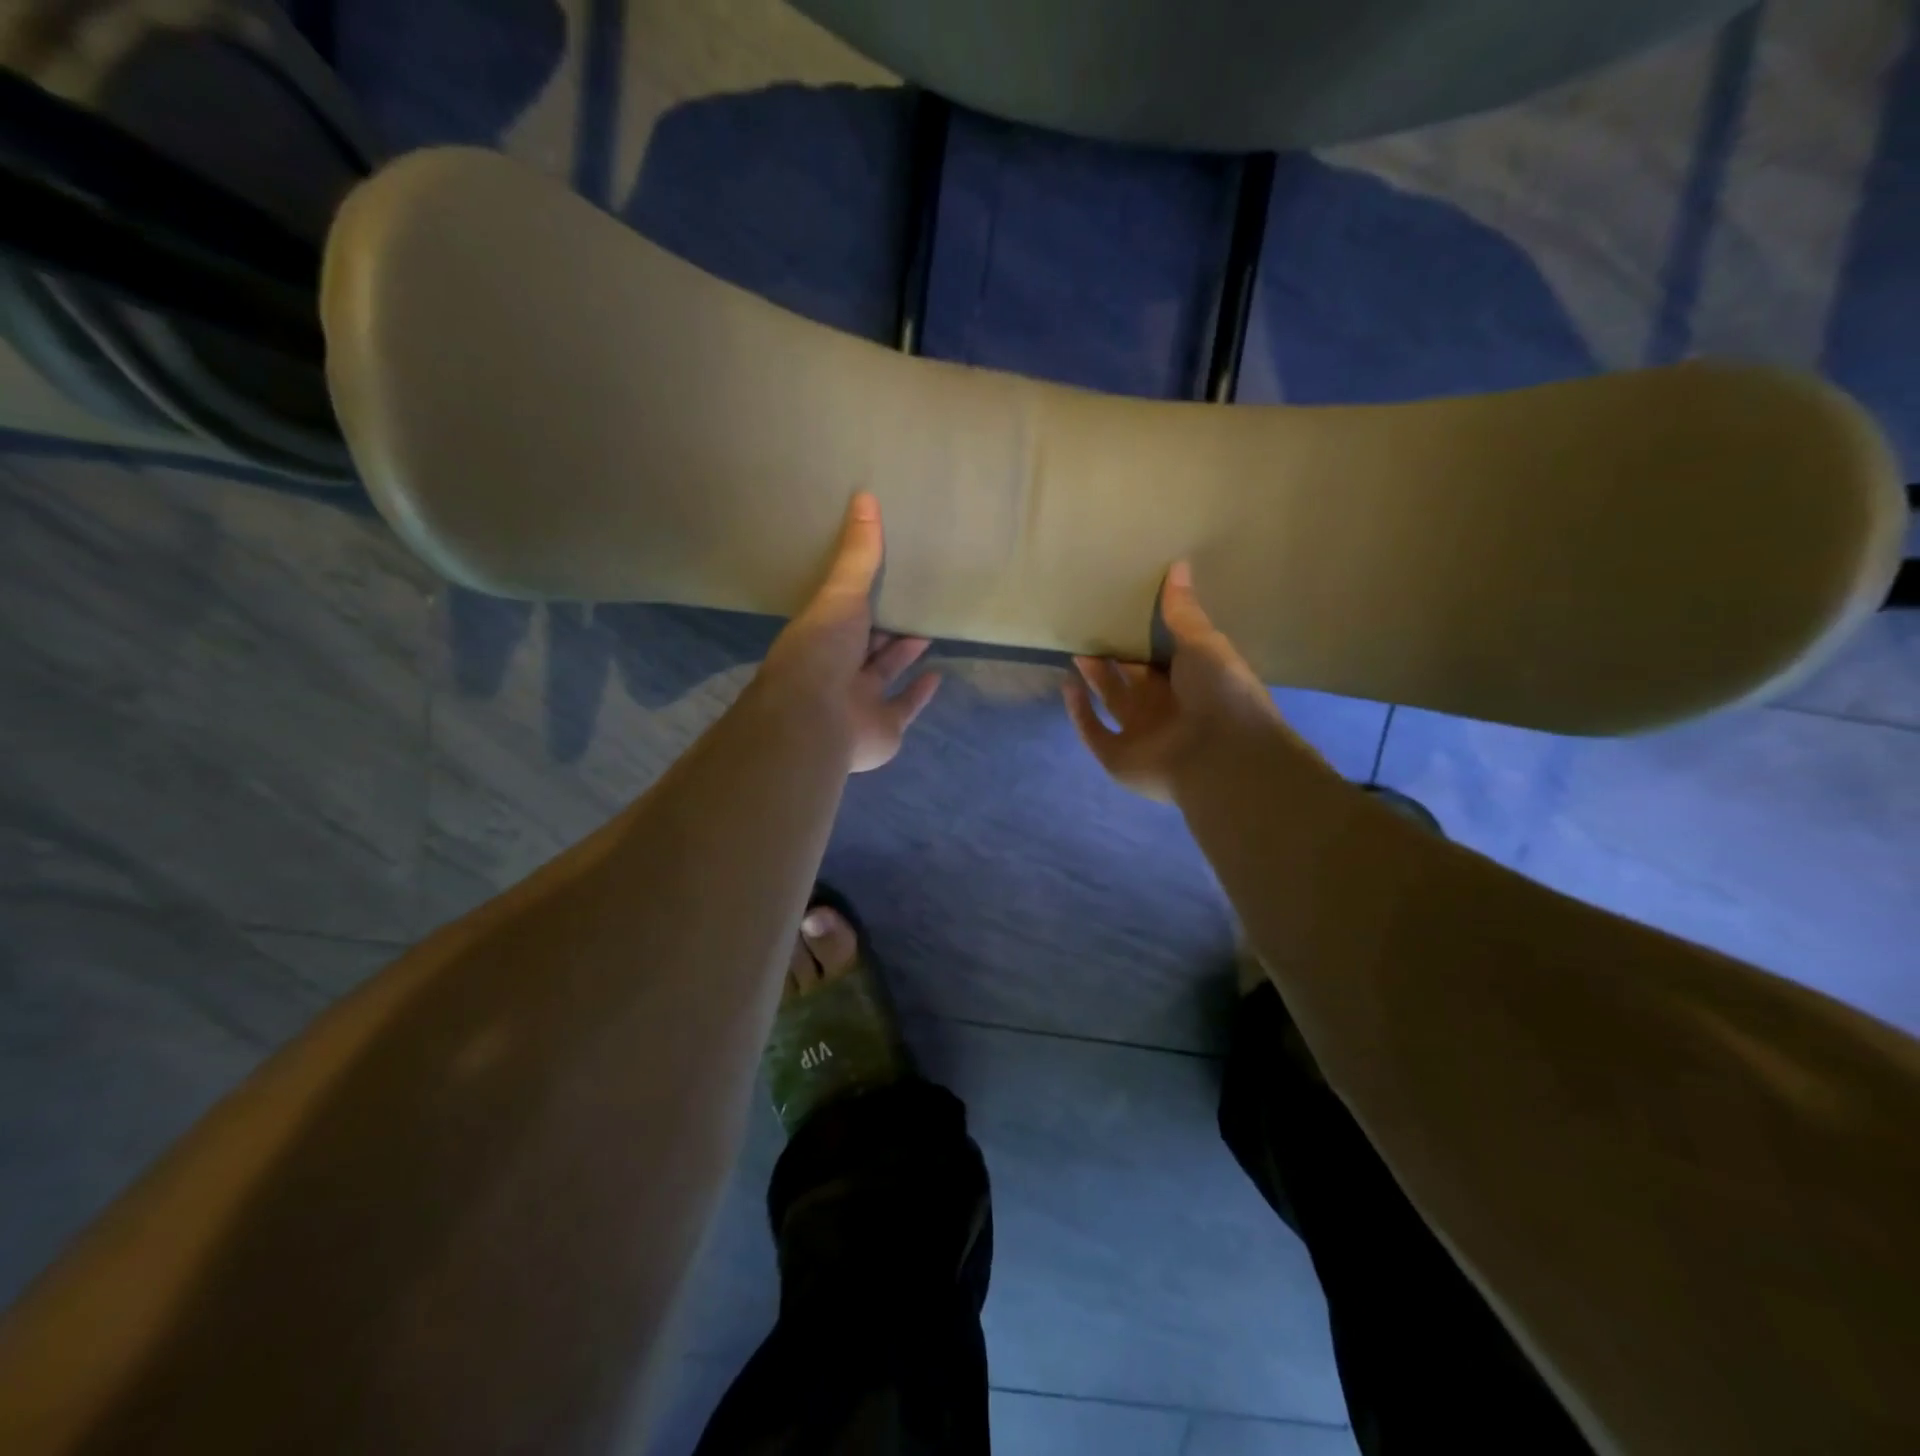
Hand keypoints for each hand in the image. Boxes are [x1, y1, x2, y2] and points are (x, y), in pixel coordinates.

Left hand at [761, 492, 941, 772]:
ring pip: (885, 673)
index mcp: (822, 636)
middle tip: (914, 601)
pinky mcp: (884, 728)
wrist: (816, 720)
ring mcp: (860, 701)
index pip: (844, 612)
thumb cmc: (822, 652)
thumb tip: (865, 496)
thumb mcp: (841, 594)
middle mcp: (838, 669)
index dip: (862, 596)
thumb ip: (858, 554)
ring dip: (905, 654)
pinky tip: (938, 675)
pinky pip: (905, 707)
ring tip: (928, 629)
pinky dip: (921, 693)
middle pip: (866, 644)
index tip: (884, 574)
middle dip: (888, 625)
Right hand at [1064, 562, 1309, 801]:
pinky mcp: (1117, 757)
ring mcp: (1140, 734)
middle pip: (1132, 678)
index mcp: (1191, 683)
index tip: (1121, 610)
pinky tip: (1068, 685)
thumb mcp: (1204, 643)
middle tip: (1091, 626)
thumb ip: (1183, 611)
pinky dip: (1078, 711)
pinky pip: (1093, 732)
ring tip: (1076, 648)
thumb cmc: (1220, 694)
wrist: (1222, 755)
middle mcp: (1164, 708)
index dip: (1142, 636)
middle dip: (1113, 655)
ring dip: (1094, 678)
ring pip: (1111, 701)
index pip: (1161, 656)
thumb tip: (1178, 564)